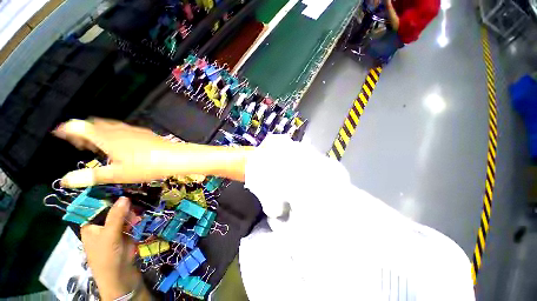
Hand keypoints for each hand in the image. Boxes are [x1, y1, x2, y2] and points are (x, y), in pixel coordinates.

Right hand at [54, 118, 251, 187]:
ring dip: (98, 133)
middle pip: (94, 125)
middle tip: (77, 144)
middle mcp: (118, 130)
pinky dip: (112, 134)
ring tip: (94, 145)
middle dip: (82, 132)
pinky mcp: (143, 134)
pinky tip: (117, 145)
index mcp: (106, 138)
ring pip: (109, 127)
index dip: (68, 129)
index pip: (80, 127)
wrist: (174, 157)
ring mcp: (132, 130)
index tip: (59, 133)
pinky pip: (122, 130)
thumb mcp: (116, 174)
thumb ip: (91, 176)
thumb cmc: (145, 166)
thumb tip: (64, 180)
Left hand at [81, 197, 145, 300]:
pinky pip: (132, 220)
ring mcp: (115, 228)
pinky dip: (137, 217)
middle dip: (124, 203)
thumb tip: (125, 196)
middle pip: (112, 208)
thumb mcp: (109, 235)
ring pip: (124, 214)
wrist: (120, 276)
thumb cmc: (106, 256)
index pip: (97, 205)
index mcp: (91, 224)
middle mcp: (102, 224)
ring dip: (132, 211)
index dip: (107, 196)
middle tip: (135, 196)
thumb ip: (116, 216)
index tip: (122, 186)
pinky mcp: (126, 232)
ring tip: (139, 209)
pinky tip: (141, 216)